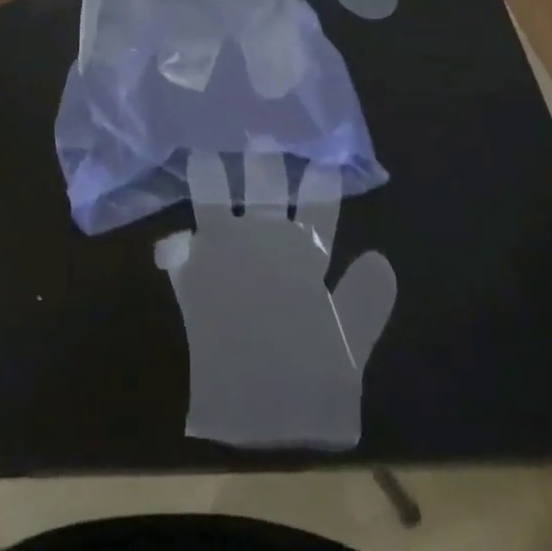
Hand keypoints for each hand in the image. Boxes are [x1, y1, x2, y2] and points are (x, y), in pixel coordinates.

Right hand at [154, 152, 395, 448]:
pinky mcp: (196, 283)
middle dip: (264, 162)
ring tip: (206, 151)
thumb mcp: (346, 348)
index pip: (315, 210)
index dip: (319, 183)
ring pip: (219, 207)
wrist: (265, 424)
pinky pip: (179, 255)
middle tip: (261, 127)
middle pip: (266, 193)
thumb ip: (362, 305)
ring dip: (212, 183)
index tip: (319, 150)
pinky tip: (170, 239)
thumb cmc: (313, 383)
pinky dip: (174, 247)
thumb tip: (380, 258)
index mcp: (304, 258)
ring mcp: (228, 260)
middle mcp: (266, 247)